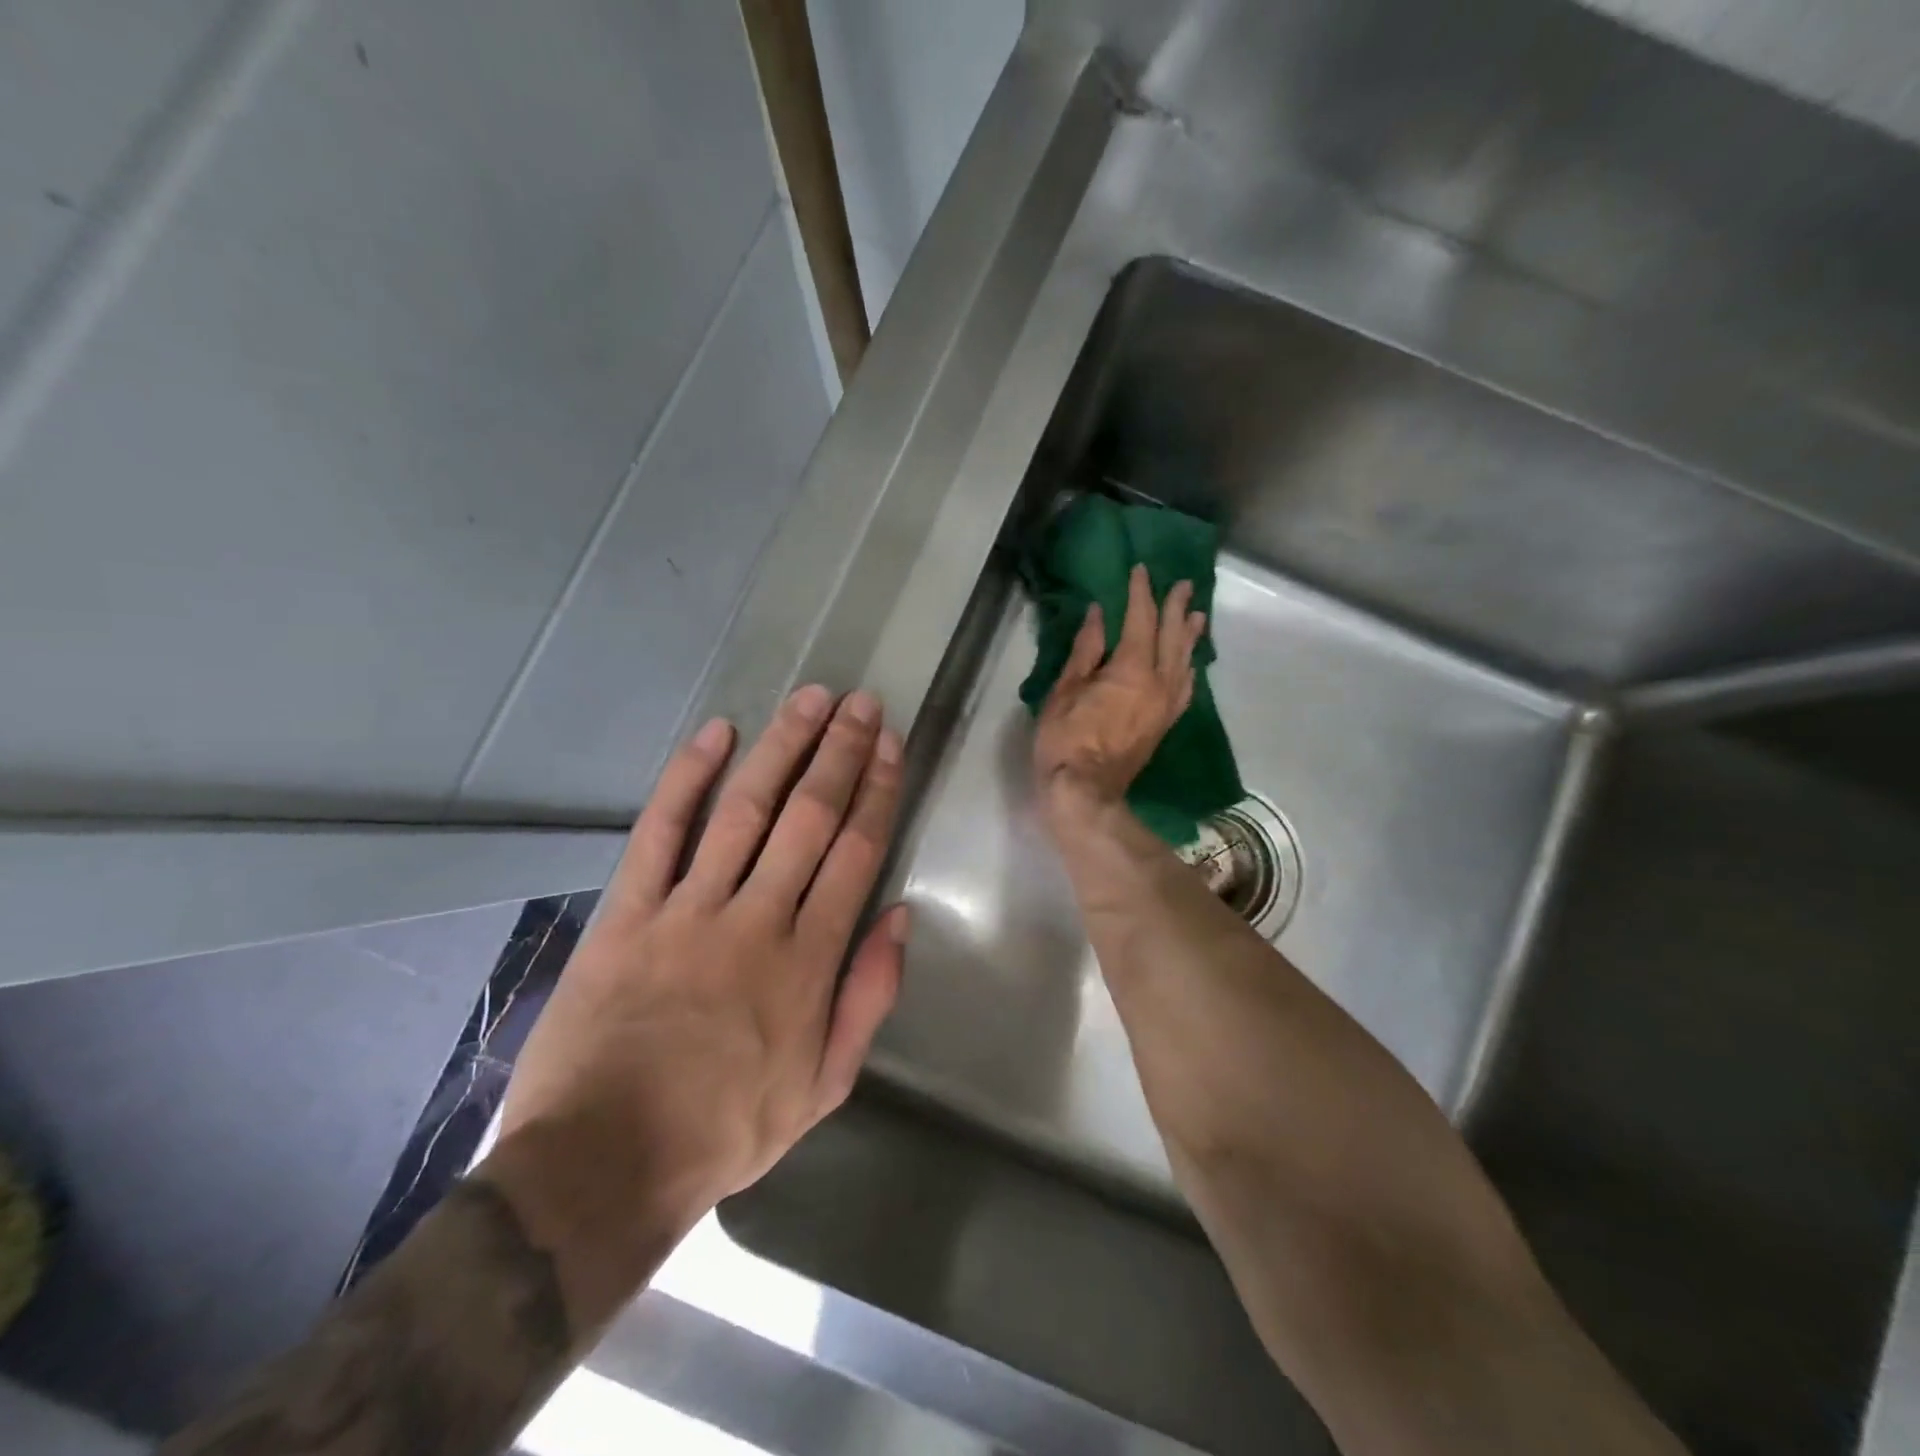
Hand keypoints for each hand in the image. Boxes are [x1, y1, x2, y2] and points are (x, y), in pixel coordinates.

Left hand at [488, 687, 907, 1318]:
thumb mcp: (824, 1086)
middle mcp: (756, 920)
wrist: (604, 1165)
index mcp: (808, 961)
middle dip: (840, 753)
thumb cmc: (726, 1129)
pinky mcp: (628, 912)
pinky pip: (660, 832)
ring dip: (781, 748)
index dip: (876, 791)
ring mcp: (688, 910)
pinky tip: (716, 733)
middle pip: (808, 817)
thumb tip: (899, 917)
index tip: (889, 745)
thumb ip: (868, 997)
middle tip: (860, 702)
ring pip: (744, 809)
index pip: (855, 853)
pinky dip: (687, 778)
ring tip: (810, 699)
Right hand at [1034, 563, 1204, 823]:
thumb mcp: (1065, 690)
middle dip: (1176, 608)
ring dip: (1190, 635)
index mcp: (1132, 669)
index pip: (1141, 620)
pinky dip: (1189, 668)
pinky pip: (1185, 688)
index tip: (1140, 570)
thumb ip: (1086, 650)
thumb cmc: (1066, 741)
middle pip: (1172, 636)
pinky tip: (1190, 663)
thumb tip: (1100, 614)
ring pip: (1185, 661)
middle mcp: (1159, 682)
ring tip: (1196, 615)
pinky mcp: (1165, 723)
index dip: (1141, 593)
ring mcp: (1166, 705)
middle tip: (1183, 584)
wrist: (1086, 793)